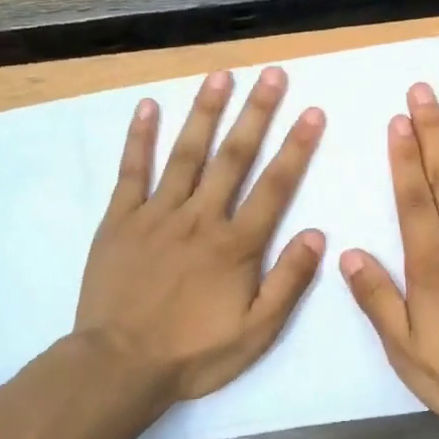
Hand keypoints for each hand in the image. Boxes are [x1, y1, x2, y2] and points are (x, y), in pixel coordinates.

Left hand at [77, 66, 326, 400]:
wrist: (120, 365)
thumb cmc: (193, 353)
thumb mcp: (256, 332)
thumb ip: (288, 282)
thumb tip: (318, 234)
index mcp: (236, 245)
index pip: (274, 186)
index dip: (296, 147)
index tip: (312, 111)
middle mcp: (200, 218)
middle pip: (233, 157)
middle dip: (256, 113)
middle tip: (272, 74)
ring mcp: (156, 214)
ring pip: (186, 153)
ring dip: (205, 112)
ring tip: (221, 75)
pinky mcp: (120, 220)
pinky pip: (131, 171)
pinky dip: (139, 138)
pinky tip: (148, 106)